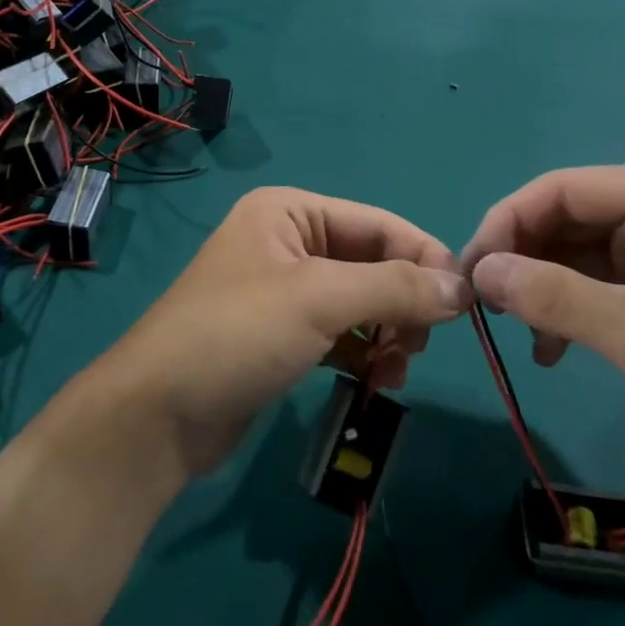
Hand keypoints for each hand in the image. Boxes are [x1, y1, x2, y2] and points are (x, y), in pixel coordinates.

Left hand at [105, 187, 470, 474]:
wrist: (157, 415)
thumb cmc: (237, 335)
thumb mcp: (320, 300)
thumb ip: (395, 288)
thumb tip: (463, 287)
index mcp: (290, 210)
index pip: (378, 224)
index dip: (425, 258)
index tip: (467, 304)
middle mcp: (287, 240)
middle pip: (371, 263)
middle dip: (401, 304)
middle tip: (417, 348)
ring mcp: (282, 289)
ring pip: (359, 302)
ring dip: (387, 333)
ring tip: (394, 370)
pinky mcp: (280, 334)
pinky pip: (339, 332)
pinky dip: (363, 352)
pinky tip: (374, 380)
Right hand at [461, 159, 624, 471]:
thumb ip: (556, 299)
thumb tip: (480, 272)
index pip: (561, 189)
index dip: (507, 224)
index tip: (470, 273)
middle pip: (566, 217)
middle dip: (523, 261)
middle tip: (488, 309)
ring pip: (577, 250)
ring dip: (543, 289)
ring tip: (521, 334)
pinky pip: (599, 279)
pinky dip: (570, 307)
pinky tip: (553, 348)